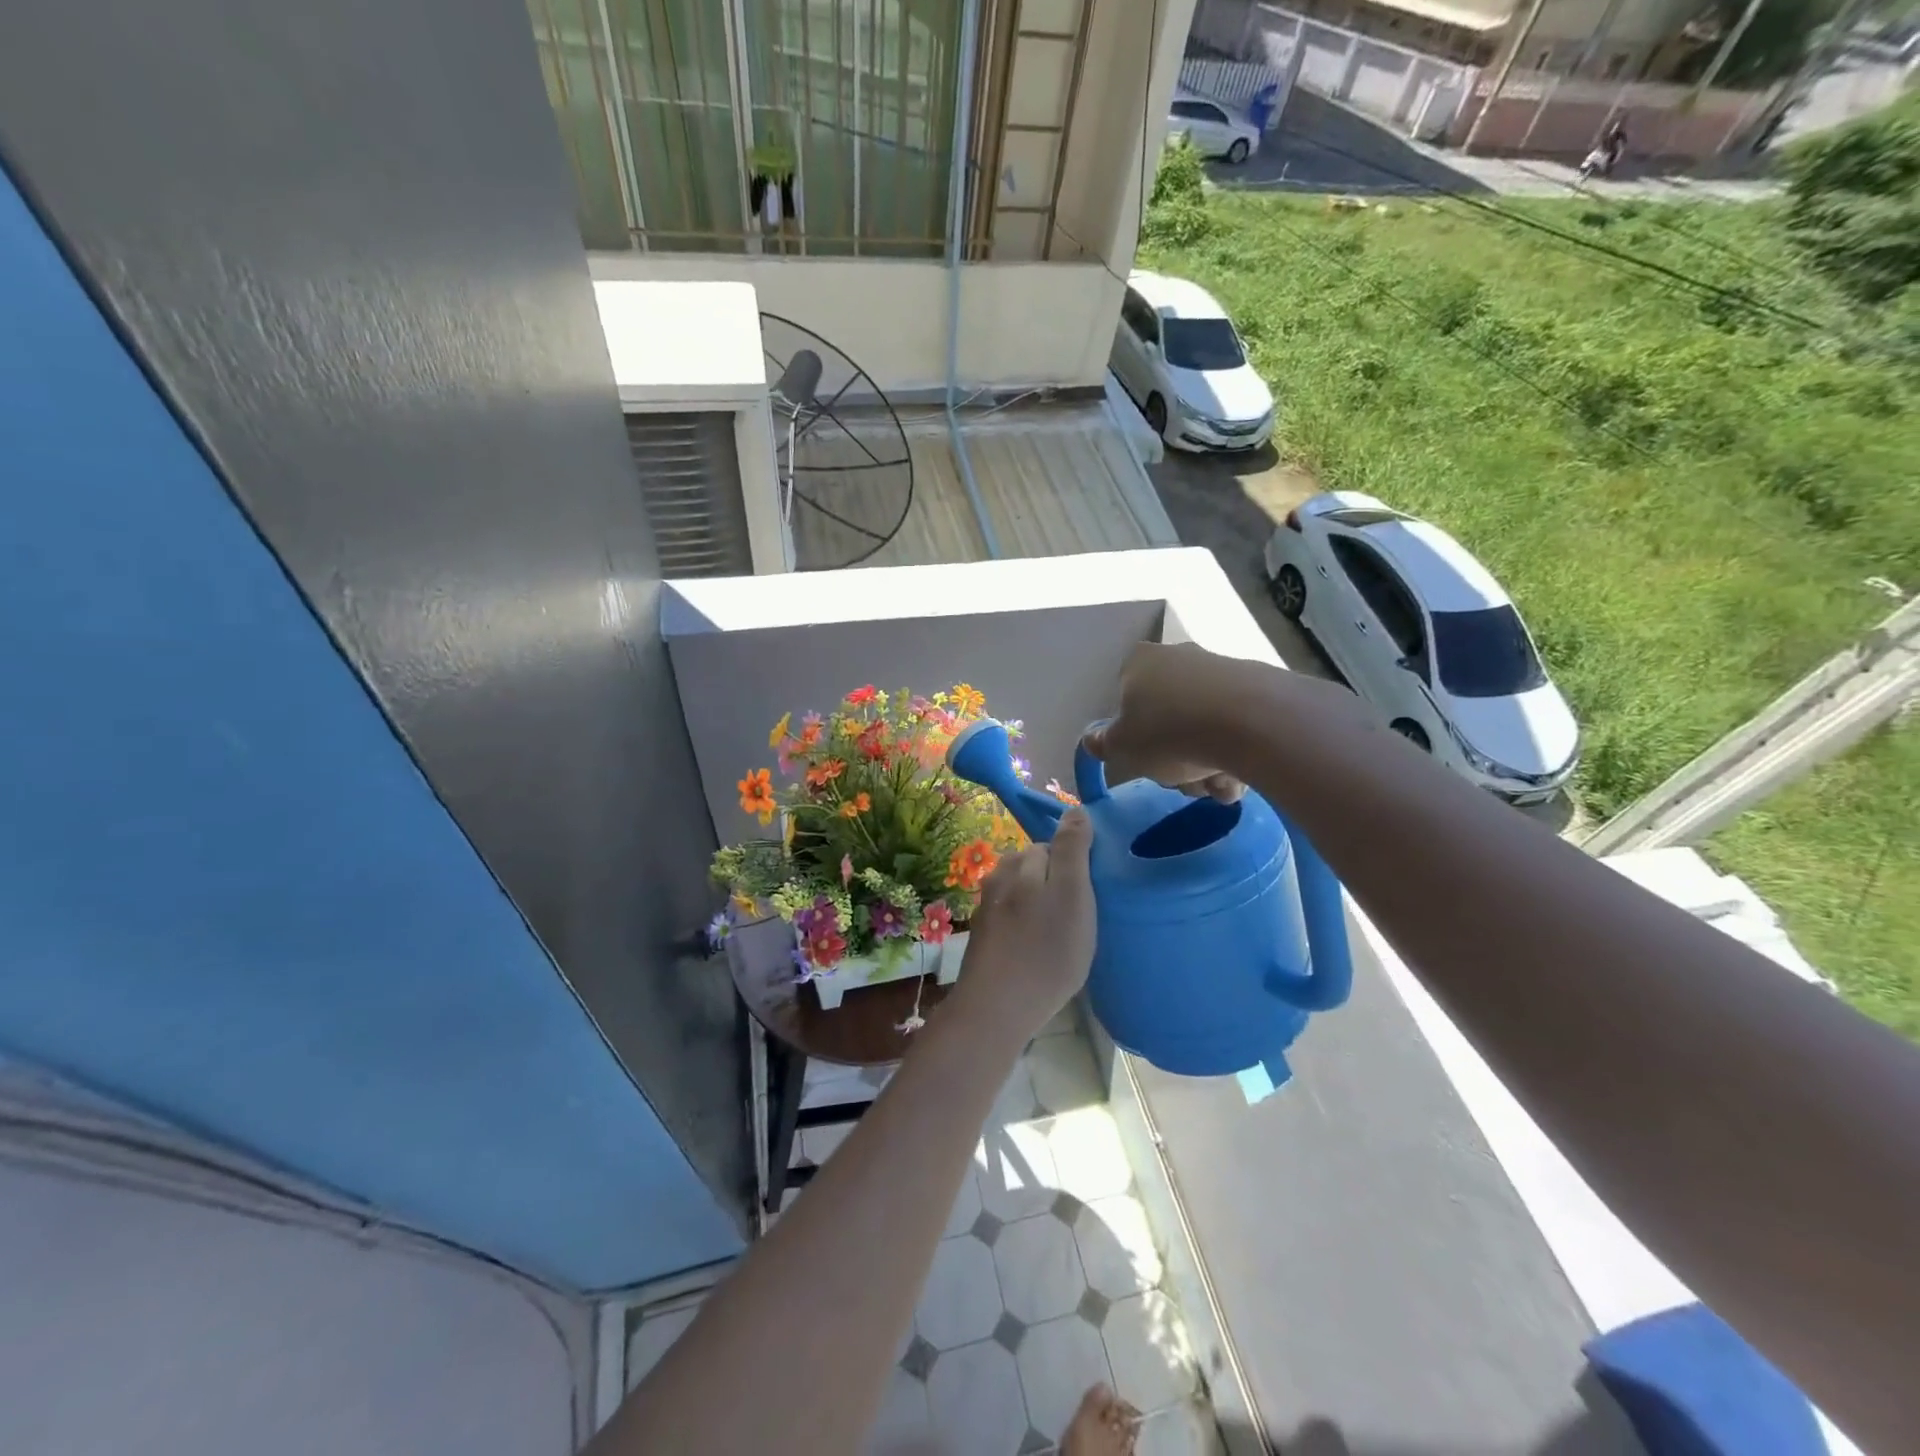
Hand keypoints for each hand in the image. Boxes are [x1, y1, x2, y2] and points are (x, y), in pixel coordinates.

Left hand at [952, 808, 1096, 1041]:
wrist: (996, 1008)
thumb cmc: (1046, 950)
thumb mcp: (1072, 894)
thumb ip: (1072, 850)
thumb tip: (1076, 810)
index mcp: (1020, 863)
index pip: (1052, 846)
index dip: (1075, 866)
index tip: (1090, 894)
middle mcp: (998, 878)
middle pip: (1035, 869)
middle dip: (1056, 884)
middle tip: (1079, 917)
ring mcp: (987, 909)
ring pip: (1022, 895)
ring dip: (1041, 908)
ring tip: (1061, 938)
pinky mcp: (983, 938)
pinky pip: (1012, 921)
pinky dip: (1027, 930)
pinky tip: (1037, 953)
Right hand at [1081, 642, 1245, 801]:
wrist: (1250, 723)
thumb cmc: (1169, 732)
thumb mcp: (1121, 747)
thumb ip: (1103, 744)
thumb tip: (1092, 740)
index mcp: (1140, 662)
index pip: (1125, 696)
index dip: (1132, 732)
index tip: (1144, 758)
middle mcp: (1178, 656)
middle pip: (1167, 716)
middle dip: (1174, 757)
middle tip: (1181, 780)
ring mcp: (1220, 669)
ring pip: (1202, 727)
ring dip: (1205, 765)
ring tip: (1215, 786)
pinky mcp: (1257, 686)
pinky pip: (1235, 728)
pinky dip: (1234, 755)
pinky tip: (1239, 778)